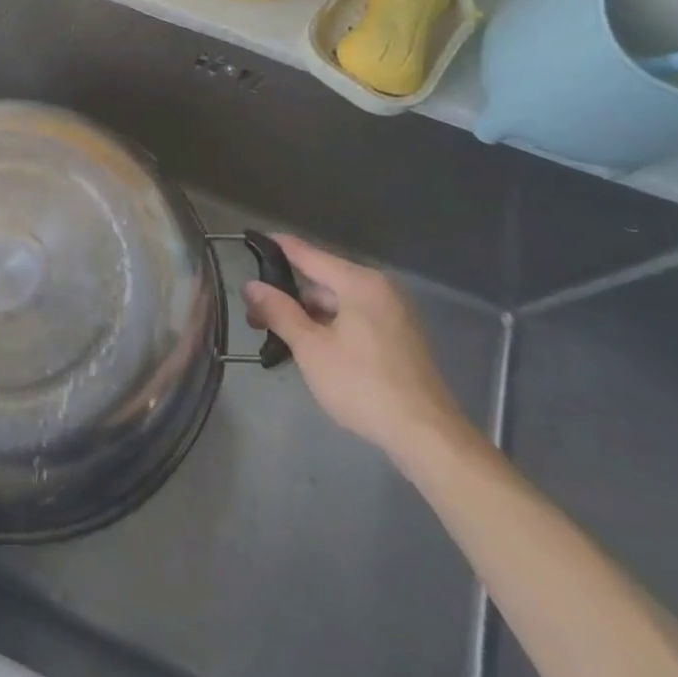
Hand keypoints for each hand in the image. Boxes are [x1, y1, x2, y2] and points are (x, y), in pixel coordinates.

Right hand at [242, 234, 471, 461]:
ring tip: (279, 337)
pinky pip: (355, 319)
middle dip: (288, 296)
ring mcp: (393, 313)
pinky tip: (311, 349)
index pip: (308, 253)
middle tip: (255, 316)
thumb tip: (252, 285)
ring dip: (308, 315)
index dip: (277, 247)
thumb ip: (279, 311)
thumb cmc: (362, 385)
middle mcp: (379, 289)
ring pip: (338, 303)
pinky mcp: (399, 337)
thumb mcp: (311, 348)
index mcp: (359, 283)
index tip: (251, 240)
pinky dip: (330, 327)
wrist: (426, 436)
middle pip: (322, 280)